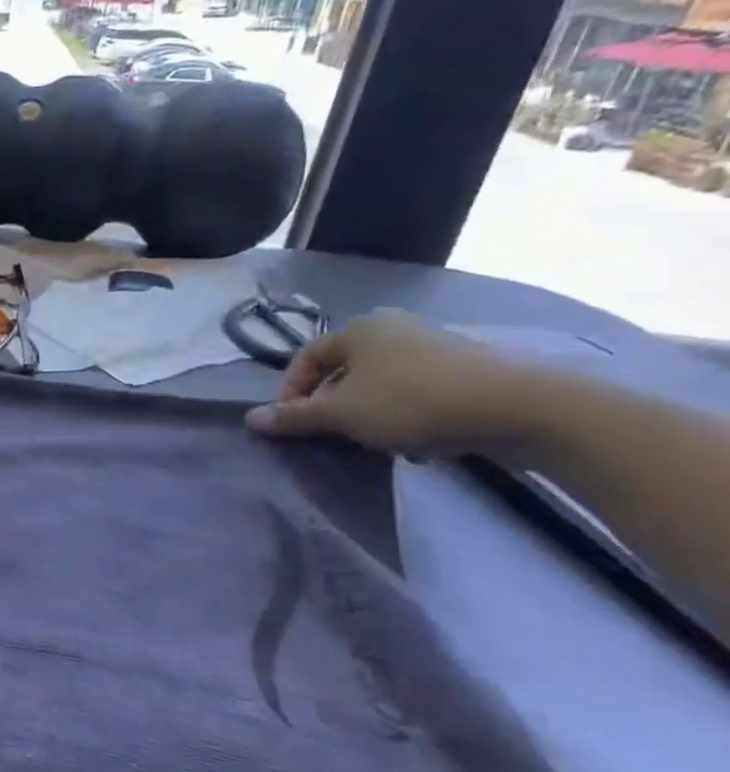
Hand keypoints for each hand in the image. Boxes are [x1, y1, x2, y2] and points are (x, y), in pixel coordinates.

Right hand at [244, 310, 527, 457]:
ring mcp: (436, 347)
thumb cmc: (413, 402)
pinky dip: (408, 416)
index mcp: (359, 328)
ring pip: (382, 384)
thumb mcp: (342, 414)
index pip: (306, 358)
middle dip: (334, 405)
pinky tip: (418, 443)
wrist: (521, 409)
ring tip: (376, 443)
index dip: (291, 392)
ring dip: (370, 414)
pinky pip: (418, 393)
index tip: (292, 423)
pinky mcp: (469, 371)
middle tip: (333, 434)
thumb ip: (294, 417)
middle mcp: (394, 328)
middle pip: (345, 371)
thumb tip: (251, 420)